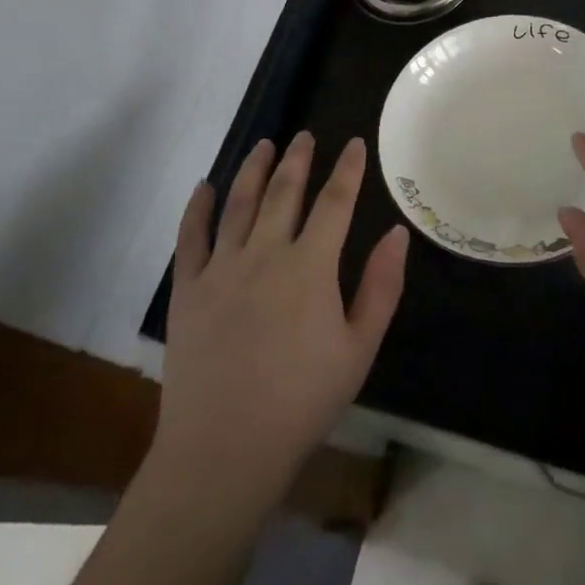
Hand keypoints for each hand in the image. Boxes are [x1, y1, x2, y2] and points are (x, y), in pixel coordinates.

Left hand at [156, 133, 408, 502]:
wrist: (225, 448)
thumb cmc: (302, 401)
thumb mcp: (359, 349)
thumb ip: (380, 287)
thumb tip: (396, 233)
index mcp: (310, 266)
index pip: (335, 202)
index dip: (347, 170)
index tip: (355, 143)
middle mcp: (265, 253)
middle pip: (284, 192)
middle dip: (298, 159)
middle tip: (304, 135)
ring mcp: (222, 267)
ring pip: (239, 203)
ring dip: (253, 170)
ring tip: (264, 145)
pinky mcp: (188, 288)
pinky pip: (192, 236)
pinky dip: (198, 207)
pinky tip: (205, 186)